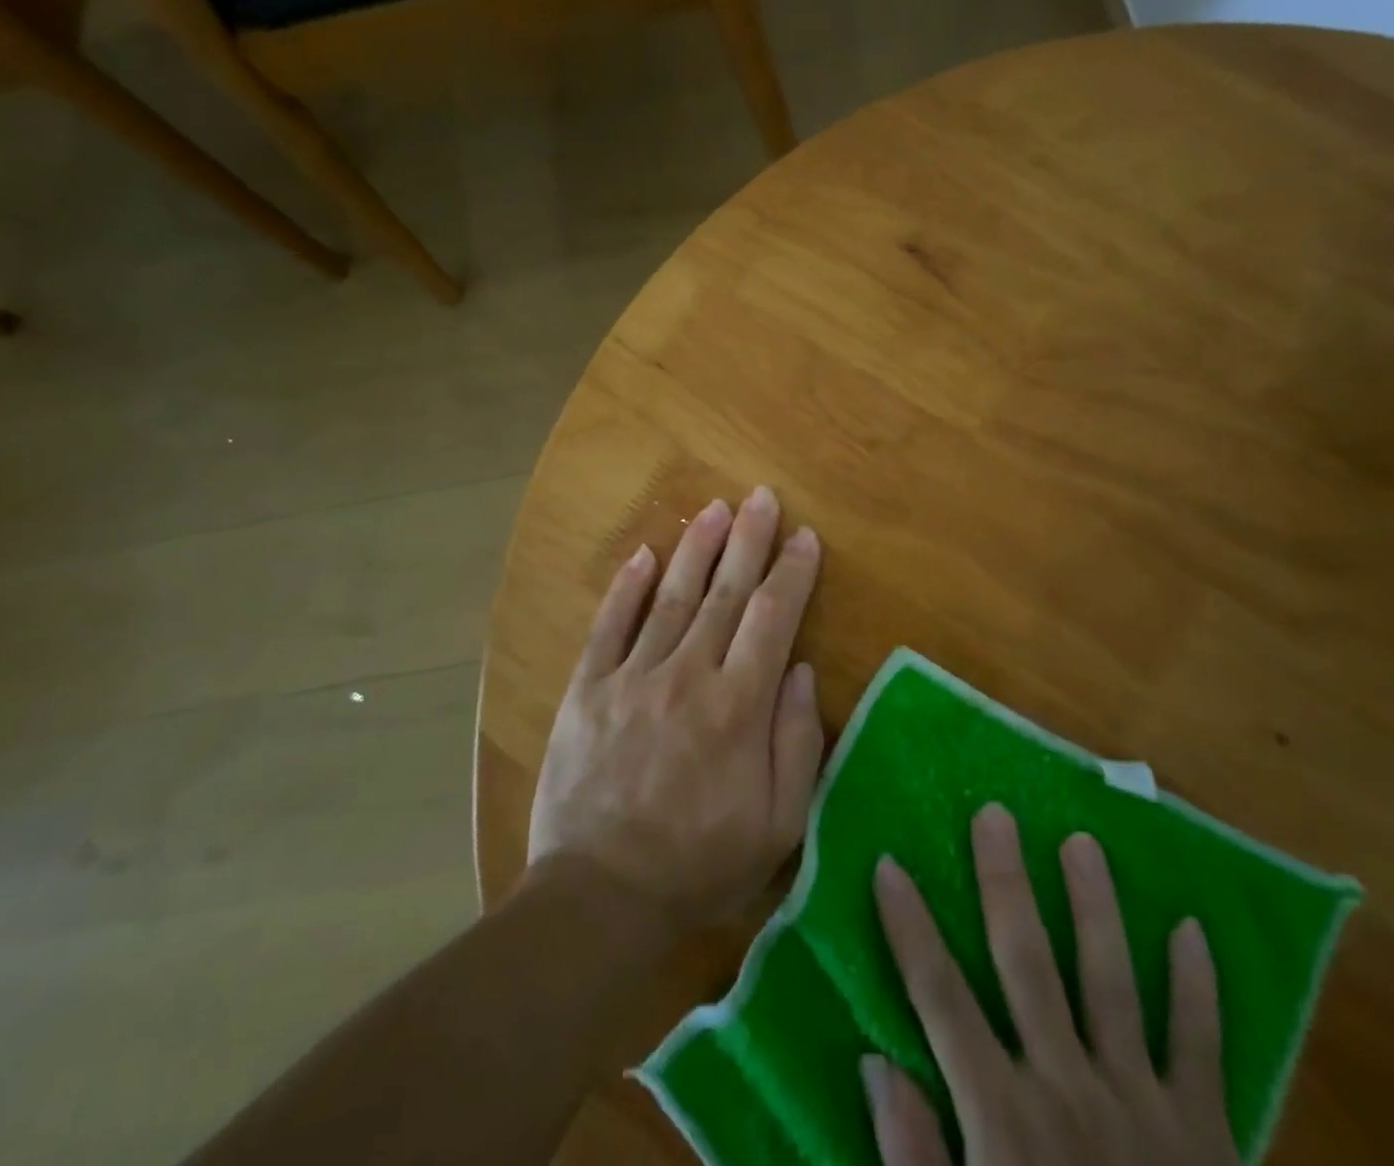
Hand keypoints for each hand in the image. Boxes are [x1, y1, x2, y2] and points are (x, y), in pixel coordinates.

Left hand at [528, 486, 824, 937]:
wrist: (599, 897)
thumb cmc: (699, 864)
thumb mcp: (776, 824)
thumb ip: (796, 742)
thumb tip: (799, 669)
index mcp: (737, 707)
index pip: (772, 619)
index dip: (792, 573)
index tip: (805, 537)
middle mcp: (687, 676)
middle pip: (725, 593)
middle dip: (748, 540)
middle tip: (761, 497)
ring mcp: (632, 677)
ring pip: (672, 597)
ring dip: (696, 548)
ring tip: (715, 507)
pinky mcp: (589, 689)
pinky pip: (610, 626)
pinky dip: (627, 587)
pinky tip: (644, 555)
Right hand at [864, 804, 1240, 1165]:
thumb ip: (914, 1162)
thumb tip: (876, 1064)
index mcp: (1004, 1121)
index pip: (940, 998)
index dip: (910, 928)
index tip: (889, 864)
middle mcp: (1069, 1090)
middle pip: (1027, 962)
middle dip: (1005, 882)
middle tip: (996, 814)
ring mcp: (1143, 1106)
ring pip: (1112, 981)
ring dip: (1096, 906)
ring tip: (1083, 842)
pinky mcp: (1208, 1135)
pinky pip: (1202, 1047)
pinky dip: (1198, 988)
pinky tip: (1193, 930)